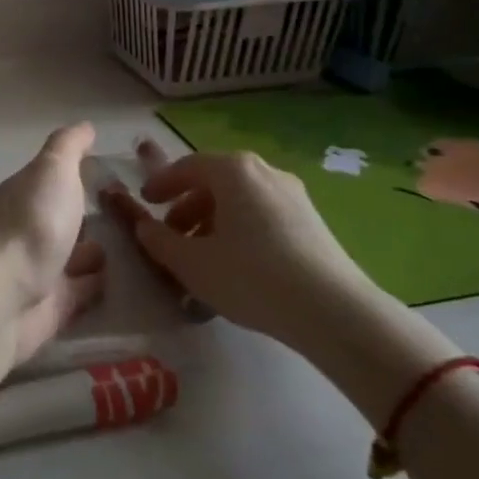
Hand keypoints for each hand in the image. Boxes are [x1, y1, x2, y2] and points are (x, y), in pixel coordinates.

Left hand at [0, 123, 105, 366]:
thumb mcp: (53, 170)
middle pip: (61, 219)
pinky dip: (95, 286)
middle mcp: (28, 229)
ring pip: (70, 256)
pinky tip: (119, 282)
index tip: (110, 173)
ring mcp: (38, 269)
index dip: (75, 175)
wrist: (4, 296)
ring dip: (92, 252)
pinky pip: (79, 292)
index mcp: (24, 194)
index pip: (51, 180)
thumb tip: (84, 125)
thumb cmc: (32, 223)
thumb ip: (68, 147)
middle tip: (128, 214)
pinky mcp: (50, 307)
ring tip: (132, 247)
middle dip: (85, 216)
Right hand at [108, 148, 376, 347]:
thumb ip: (158, 240)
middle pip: (215, 181)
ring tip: (202, 255)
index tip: (145, 201)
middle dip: (188, 205)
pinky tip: (236, 264)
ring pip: (240, 199)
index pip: (186, 166)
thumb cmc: (250, 277)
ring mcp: (293, 195)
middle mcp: (264, 171)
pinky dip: (240, 229)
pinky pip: (263, 214)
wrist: (333, 311)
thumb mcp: (191, 263)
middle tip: (171, 233)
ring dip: (214, 220)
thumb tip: (145, 227)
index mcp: (232, 170)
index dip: (162, 183)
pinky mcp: (312, 221)